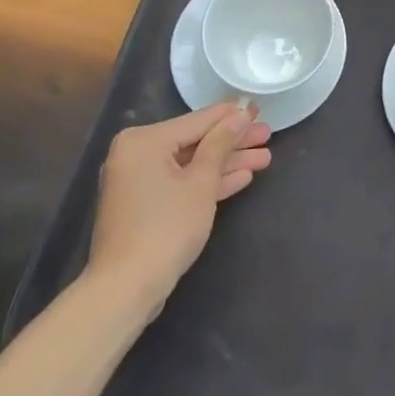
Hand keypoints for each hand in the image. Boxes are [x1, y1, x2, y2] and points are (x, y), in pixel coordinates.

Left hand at [85, 103, 272, 326]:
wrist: (127, 288)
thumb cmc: (167, 227)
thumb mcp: (201, 182)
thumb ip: (221, 143)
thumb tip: (240, 114)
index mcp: (144, 141)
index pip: (198, 121)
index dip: (232, 115)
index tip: (259, 107)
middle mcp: (137, 154)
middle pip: (195, 142)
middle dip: (233, 142)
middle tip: (267, 134)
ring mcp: (139, 181)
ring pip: (191, 164)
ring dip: (227, 163)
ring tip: (265, 157)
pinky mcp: (145, 205)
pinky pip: (181, 183)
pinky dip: (208, 182)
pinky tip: (242, 177)